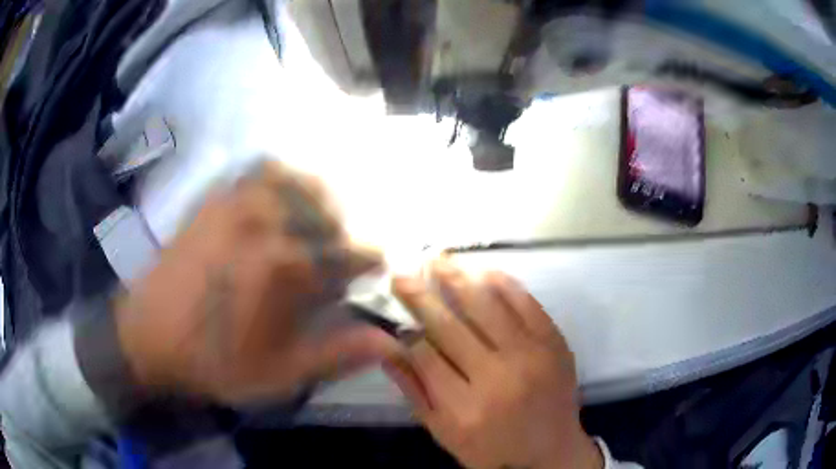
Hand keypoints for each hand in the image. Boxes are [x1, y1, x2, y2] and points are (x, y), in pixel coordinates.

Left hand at [114, 161, 400, 403]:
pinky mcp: (214, 200)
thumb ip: (337, 354)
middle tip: (346, 252)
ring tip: (320, 219)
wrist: (147, 338)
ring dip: (320, 196)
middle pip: (330, 212)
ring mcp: (237, 203)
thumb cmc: (214, 362)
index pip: (352, 251)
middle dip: (347, 231)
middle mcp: (267, 222)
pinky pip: (258, 171)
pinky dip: (282, 175)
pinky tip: (283, 193)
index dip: (371, 260)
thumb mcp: (279, 374)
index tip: (374, 270)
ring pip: (298, 180)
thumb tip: (393, 341)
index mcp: (287, 267)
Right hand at [384, 260, 601, 468]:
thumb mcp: (444, 434)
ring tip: (436, 258)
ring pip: (487, 307)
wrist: (551, 451)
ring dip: (457, 278)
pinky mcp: (554, 343)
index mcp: (465, 408)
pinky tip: (483, 270)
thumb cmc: (492, 449)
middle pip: (451, 326)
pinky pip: (526, 304)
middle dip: (420, 296)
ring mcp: (531, 356)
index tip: (397, 316)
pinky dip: (504, 284)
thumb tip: (387, 349)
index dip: (407, 332)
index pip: (425, 356)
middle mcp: (498, 378)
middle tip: (401, 272)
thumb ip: (415, 393)